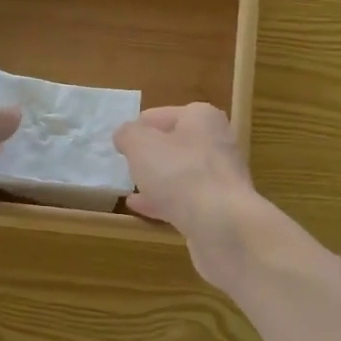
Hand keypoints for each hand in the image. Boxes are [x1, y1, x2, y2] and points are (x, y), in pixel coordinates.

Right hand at [114, 104, 262, 280]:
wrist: (222, 225)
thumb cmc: (180, 173)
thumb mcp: (141, 145)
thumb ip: (128, 135)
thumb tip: (125, 135)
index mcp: (201, 118)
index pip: (161, 115)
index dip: (138, 128)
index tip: (119, 144)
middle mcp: (216, 143)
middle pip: (174, 144)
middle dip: (150, 154)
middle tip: (126, 165)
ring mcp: (220, 177)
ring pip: (180, 174)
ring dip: (157, 179)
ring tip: (130, 186)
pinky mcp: (219, 207)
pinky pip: (185, 199)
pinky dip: (163, 201)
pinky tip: (139, 208)